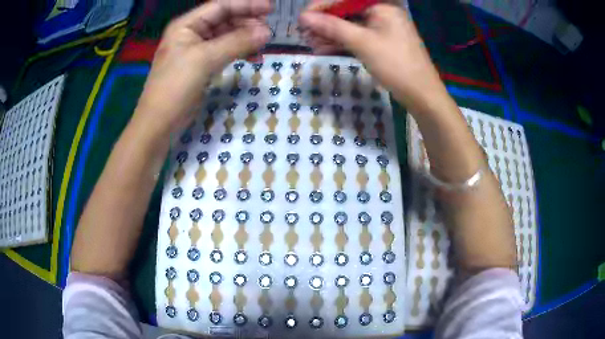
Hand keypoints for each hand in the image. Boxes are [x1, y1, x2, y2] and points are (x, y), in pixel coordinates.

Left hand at [136, 0, 271, 135]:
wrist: (159, 124)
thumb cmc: (175, 87)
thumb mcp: (205, 60)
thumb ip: (236, 42)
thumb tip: (267, 32)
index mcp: (186, 25)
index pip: (221, 6)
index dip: (246, 5)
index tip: (271, 9)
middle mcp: (191, 33)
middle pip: (225, 19)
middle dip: (247, 23)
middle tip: (268, 32)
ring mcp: (196, 50)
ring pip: (227, 36)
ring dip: (245, 38)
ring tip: (263, 45)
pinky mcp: (201, 66)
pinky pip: (224, 51)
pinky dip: (239, 52)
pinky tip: (253, 57)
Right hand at [299, 4, 444, 109]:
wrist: (422, 94)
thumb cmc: (396, 64)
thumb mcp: (362, 42)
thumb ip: (332, 27)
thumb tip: (303, 17)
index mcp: (381, 5)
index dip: (322, 7)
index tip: (302, 19)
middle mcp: (382, 12)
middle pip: (346, 12)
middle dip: (324, 23)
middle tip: (304, 35)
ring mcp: (382, 28)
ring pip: (350, 26)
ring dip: (330, 34)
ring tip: (310, 44)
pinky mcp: (381, 42)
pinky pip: (357, 37)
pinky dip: (342, 43)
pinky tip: (324, 49)